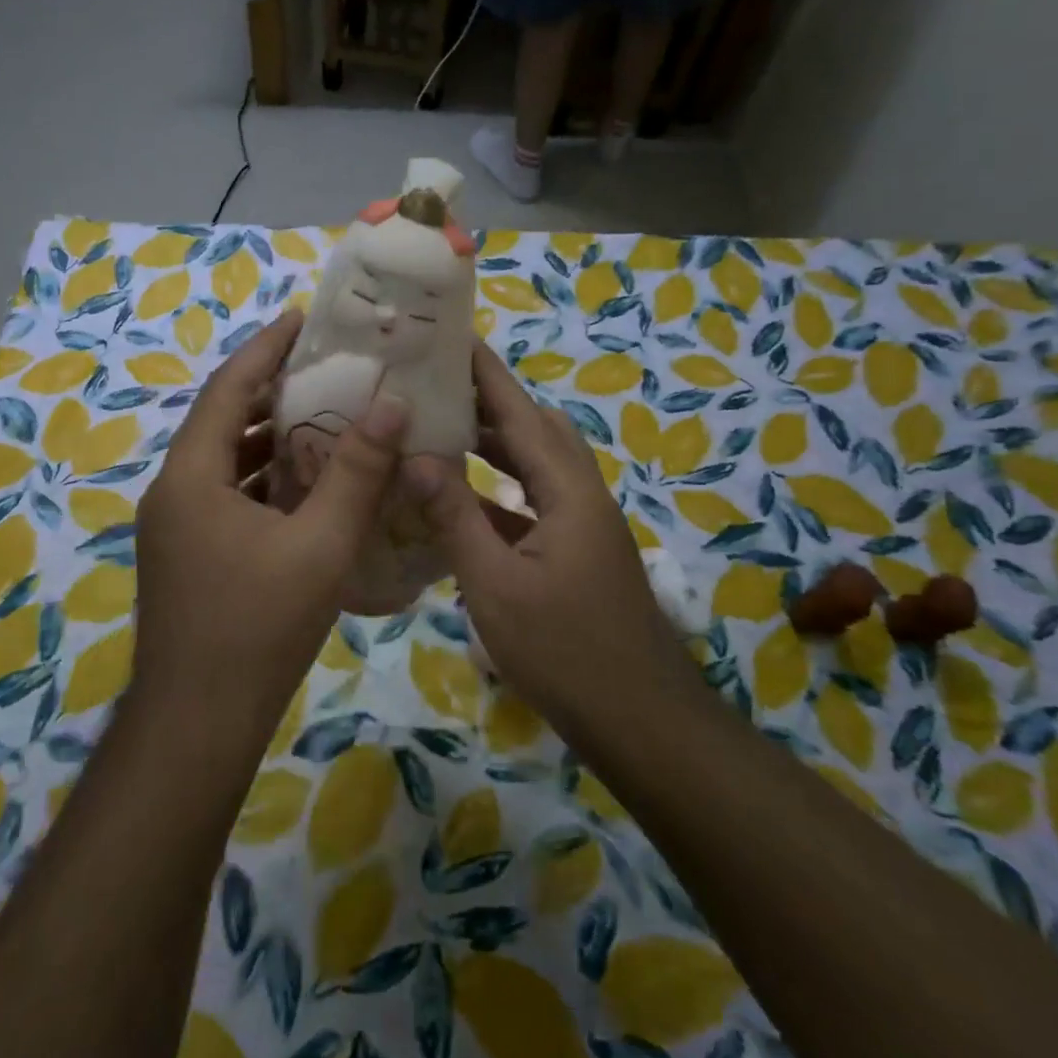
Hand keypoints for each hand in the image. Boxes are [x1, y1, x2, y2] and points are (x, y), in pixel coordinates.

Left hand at [133, 308, 407, 741]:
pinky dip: (266, 480)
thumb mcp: (319, 545)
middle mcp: (174, 492)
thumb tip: (393, 405)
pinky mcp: (189, 555)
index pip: (228, 389)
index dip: (266, 349)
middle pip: (225, 421)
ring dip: (272, 439)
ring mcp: (177, 527)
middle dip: (274, 391)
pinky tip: (308, 486)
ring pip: (227, 463)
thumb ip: (357, 472)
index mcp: (192, 476)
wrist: (198, 726)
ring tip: (327, 417)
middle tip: (329, 369)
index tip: (304, 319)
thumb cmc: (257, 629)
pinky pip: (229, 497)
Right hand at [406, 344, 692, 733]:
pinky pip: (533, 502)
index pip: (520, 413)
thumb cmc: (565, 651)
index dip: (486, 373)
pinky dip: (499, 490)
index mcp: (568, 490)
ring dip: (494, 445)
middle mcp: (581, 495)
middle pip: (535, 430)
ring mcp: (582, 525)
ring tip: (442, 430)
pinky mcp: (575, 553)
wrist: (641, 721)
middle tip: (436, 384)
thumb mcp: (495, 584)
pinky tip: (461, 500)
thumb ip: (455, 516)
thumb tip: (416, 456)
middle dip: (488, 402)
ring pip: (536, 466)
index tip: (453, 336)